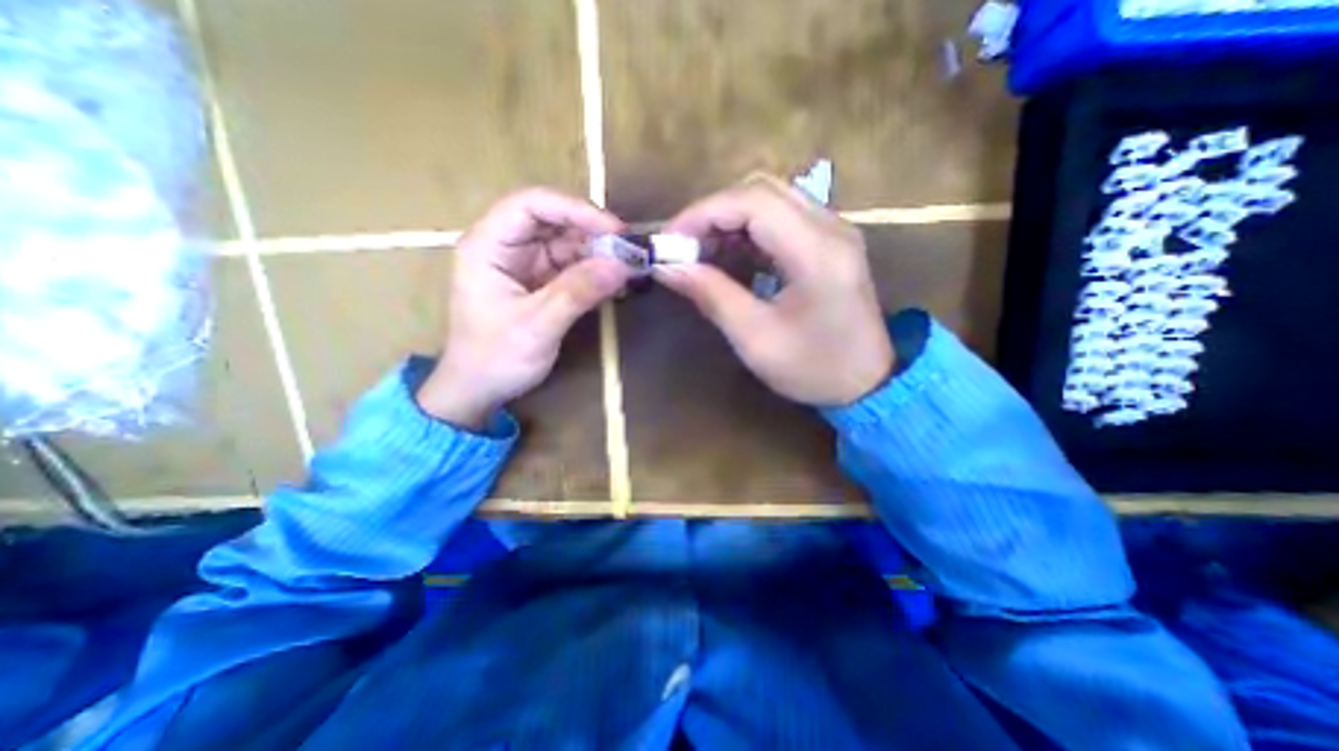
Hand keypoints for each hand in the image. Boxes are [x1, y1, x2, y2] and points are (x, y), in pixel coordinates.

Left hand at [416, 187, 629, 429]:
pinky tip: (616, 281)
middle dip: (592, 232)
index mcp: (488, 246)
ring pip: (566, 243)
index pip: (531, 205)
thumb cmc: (495, 358)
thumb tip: (622, 265)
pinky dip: (595, 272)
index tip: (614, 229)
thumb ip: (577, 293)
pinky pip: (571, 266)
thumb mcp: (537, 326)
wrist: (480, 390)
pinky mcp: (540, 282)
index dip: (575, 209)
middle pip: (553, 221)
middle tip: (628, 251)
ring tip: (628, 268)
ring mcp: (524, 264)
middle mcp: (506, 247)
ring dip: (598, 253)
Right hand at [655, 177, 891, 407]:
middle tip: (683, 247)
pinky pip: (783, 217)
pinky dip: (748, 229)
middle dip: (713, 212)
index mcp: (816, 251)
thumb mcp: (755, 338)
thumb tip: (667, 267)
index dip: (703, 213)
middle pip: (761, 189)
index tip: (669, 242)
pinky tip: (730, 254)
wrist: (868, 384)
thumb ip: (711, 295)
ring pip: (771, 198)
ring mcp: (834, 231)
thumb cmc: (813, 369)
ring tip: (700, 251)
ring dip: (729, 218)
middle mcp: (831, 227)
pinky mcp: (830, 242)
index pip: (753, 201)